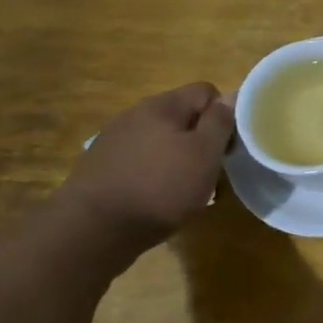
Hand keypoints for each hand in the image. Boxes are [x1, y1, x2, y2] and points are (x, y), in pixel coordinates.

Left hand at [56, 83, 233, 248]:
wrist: (92, 230)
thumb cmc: (159, 188)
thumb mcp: (204, 154)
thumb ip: (220, 122)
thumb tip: (230, 97)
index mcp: (162, 106)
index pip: (206, 92)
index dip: (225, 115)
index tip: (228, 146)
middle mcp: (135, 114)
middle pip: (183, 116)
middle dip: (201, 140)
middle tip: (210, 171)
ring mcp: (114, 140)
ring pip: (162, 140)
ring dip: (178, 158)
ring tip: (184, 189)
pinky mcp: (102, 166)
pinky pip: (141, 160)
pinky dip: (155, 173)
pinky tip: (156, 199)